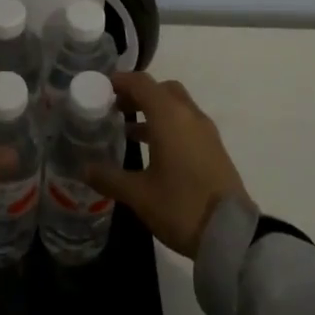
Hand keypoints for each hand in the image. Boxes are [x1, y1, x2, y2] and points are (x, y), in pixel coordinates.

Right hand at [86, 72, 251, 258]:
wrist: (231, 234)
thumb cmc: (180, 206)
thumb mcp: (139, 194)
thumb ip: (109, 177)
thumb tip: (83, 168)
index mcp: (169, 116)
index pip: (142, 83)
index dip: (120, 81)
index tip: (101, 87)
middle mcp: (189, 115)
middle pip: (162, 89)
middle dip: (138, 94)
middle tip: (116, 107)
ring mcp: (205, 131)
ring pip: (176, 106)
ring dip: (153, 110)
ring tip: (128, 130)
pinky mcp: (214, 149)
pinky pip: (186, 123)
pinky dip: (168, 125)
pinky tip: (153, 151)